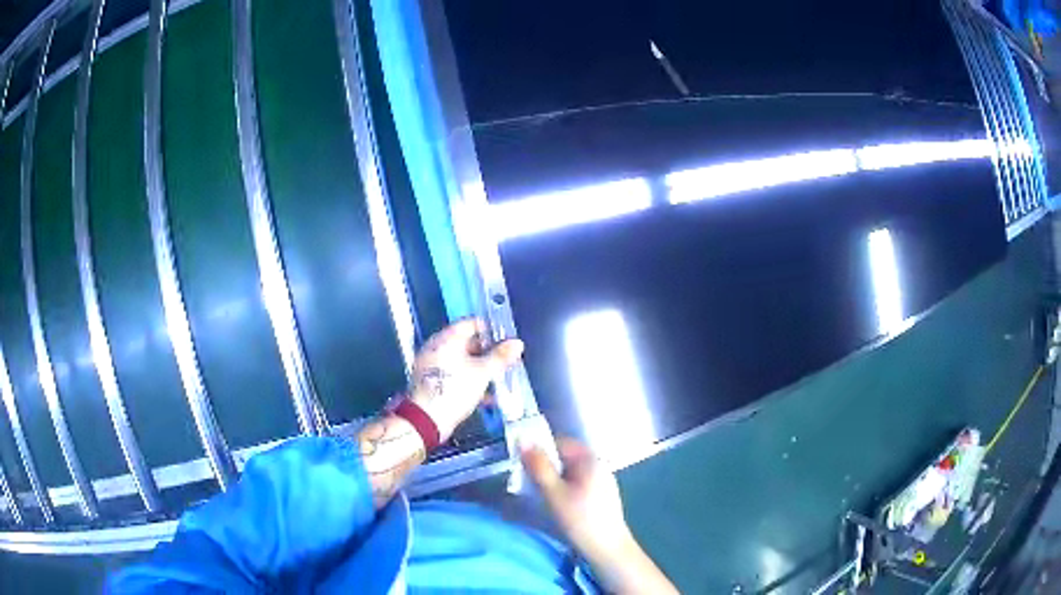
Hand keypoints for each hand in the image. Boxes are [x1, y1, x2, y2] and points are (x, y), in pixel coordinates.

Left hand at [409, 318, 523, 441]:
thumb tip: (516, 343)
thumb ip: (500, 357)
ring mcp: (432, 365)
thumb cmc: (453, 391)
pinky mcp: (432, 381)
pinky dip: (469, 380)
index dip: (490, 330)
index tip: (505, 339)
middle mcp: (437, 347)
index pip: (471, 323)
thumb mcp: (482, 373)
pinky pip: (454, 374)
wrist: (427, 420)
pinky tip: (485, 395)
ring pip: (462, 360)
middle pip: (466, 342)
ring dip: (480, 368)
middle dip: (488, 352)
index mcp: (446, 339)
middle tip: (505, 360)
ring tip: (498, 378)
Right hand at [523, 439, 677, 594]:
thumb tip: (522, 438)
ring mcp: (602, 480)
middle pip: (565, 456)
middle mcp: (599, 464)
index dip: (539, 449)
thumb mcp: (553, 492)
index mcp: (590, 458)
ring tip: (539, 494)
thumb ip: (538, 465)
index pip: (560, 442)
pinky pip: (578, 483)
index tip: (522, 463)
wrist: (608, 548)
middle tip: (527, 480)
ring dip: (553, 479)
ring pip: (571, 471)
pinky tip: (557, 504)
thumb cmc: (580, 518)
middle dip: (545, 466)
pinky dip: (564, 488)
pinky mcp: (602, 495)